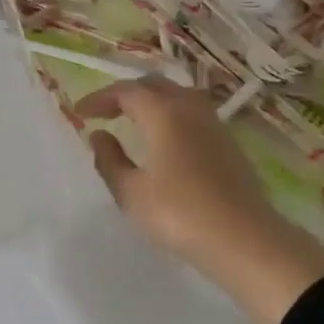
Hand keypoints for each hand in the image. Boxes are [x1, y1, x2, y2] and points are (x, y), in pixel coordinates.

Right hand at [79, 78, 323, 323]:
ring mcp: (214, 123)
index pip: (126, 91)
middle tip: (105, 112)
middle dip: (126, 94)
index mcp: (163, 112)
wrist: (243, 238)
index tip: (80, 112)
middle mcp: (190, 107)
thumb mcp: (132, 193)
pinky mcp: (228, 142)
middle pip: (154, 85)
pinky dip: (171, 115)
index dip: (100, 98)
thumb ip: (110, 160)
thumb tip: (99, 135)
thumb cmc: (179, 214)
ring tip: (134, 122)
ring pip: (178, 96)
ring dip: (152, 102)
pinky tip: (166, 140)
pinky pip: (193, 113)